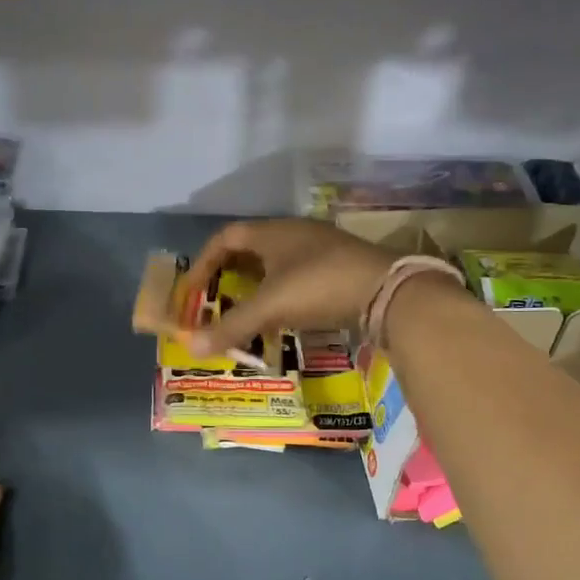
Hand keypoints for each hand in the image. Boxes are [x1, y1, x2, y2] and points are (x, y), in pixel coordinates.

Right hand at [183, 219, 397, 354]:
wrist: (388, 291)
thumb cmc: (319, 287)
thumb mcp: (270, 307)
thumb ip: (231, 326)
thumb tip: (191, 347)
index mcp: (272, 232)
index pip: (225, 237)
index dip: (203, 261)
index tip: (192, 288)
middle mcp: (294, 233)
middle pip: (249, 249)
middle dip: (227, 275)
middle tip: (214, 300)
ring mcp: (320, 249)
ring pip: (275, 264)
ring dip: (255, 286)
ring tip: (243, 311)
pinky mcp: (339, 268)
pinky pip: (296, 277)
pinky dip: (279, 295)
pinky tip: (280, 317)